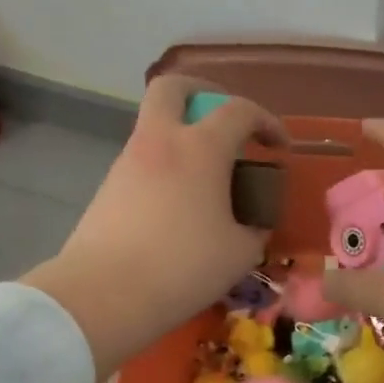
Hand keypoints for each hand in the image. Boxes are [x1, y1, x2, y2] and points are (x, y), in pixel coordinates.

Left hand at [23, 76, 284, 382]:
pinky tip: (179, 204)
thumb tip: (253, 224)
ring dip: (182, 135)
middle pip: (174, 87)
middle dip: (204, 92)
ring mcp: (128, 161)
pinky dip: (165, 166)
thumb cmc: (183, 267)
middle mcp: (160, 141)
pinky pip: (143, 159)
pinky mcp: (108, 187)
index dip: (267, 121)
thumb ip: (254, 228)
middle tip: (225, 120)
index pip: (239, 110)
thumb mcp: (240, 253)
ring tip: (207, 176)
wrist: (104, 294)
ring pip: (154, 125)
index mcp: (200, 148)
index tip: (279, 147)